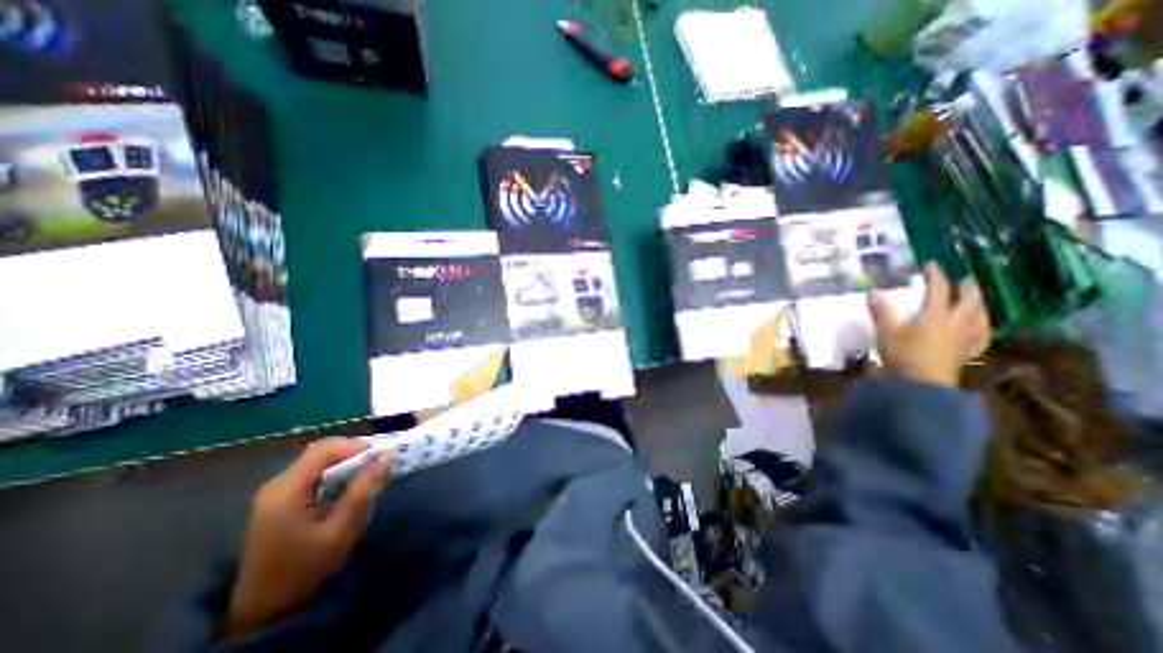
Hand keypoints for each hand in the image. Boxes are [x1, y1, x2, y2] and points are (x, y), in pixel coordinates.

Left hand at [219, 438, 392, 637]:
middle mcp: (276, 485)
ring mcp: (274, 493)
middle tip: (377, 460)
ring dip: (343, 460)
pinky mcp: (277, 500)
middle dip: (351, 450)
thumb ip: (363, 489)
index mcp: (287, 491)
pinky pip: (310, 473)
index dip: (355, 445)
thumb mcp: (342, 528)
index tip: (382, 452)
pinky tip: (347, 483)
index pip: (323, 450)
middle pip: (318, 451)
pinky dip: (333, 471)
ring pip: (315, 460)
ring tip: (367, 470)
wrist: (266, 607)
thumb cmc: (308, 567)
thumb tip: (387, 455)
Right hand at [871, 262, 990, 390]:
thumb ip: (882, 312)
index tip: (931, 264)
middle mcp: (956, 323)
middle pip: (969, 301)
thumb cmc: (904, 356)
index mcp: (936, 315)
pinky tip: (980, 328)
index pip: (939, 289)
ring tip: (977, 300)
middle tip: (966, 279)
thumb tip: (873, 292)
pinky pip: (980, 336)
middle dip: (967, 288)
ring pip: (979, 316)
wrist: (923, 386)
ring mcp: (965, 338)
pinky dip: (981, 327)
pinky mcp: (966, 353)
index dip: (935, 275)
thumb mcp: (887, 332)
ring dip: (979, 304)